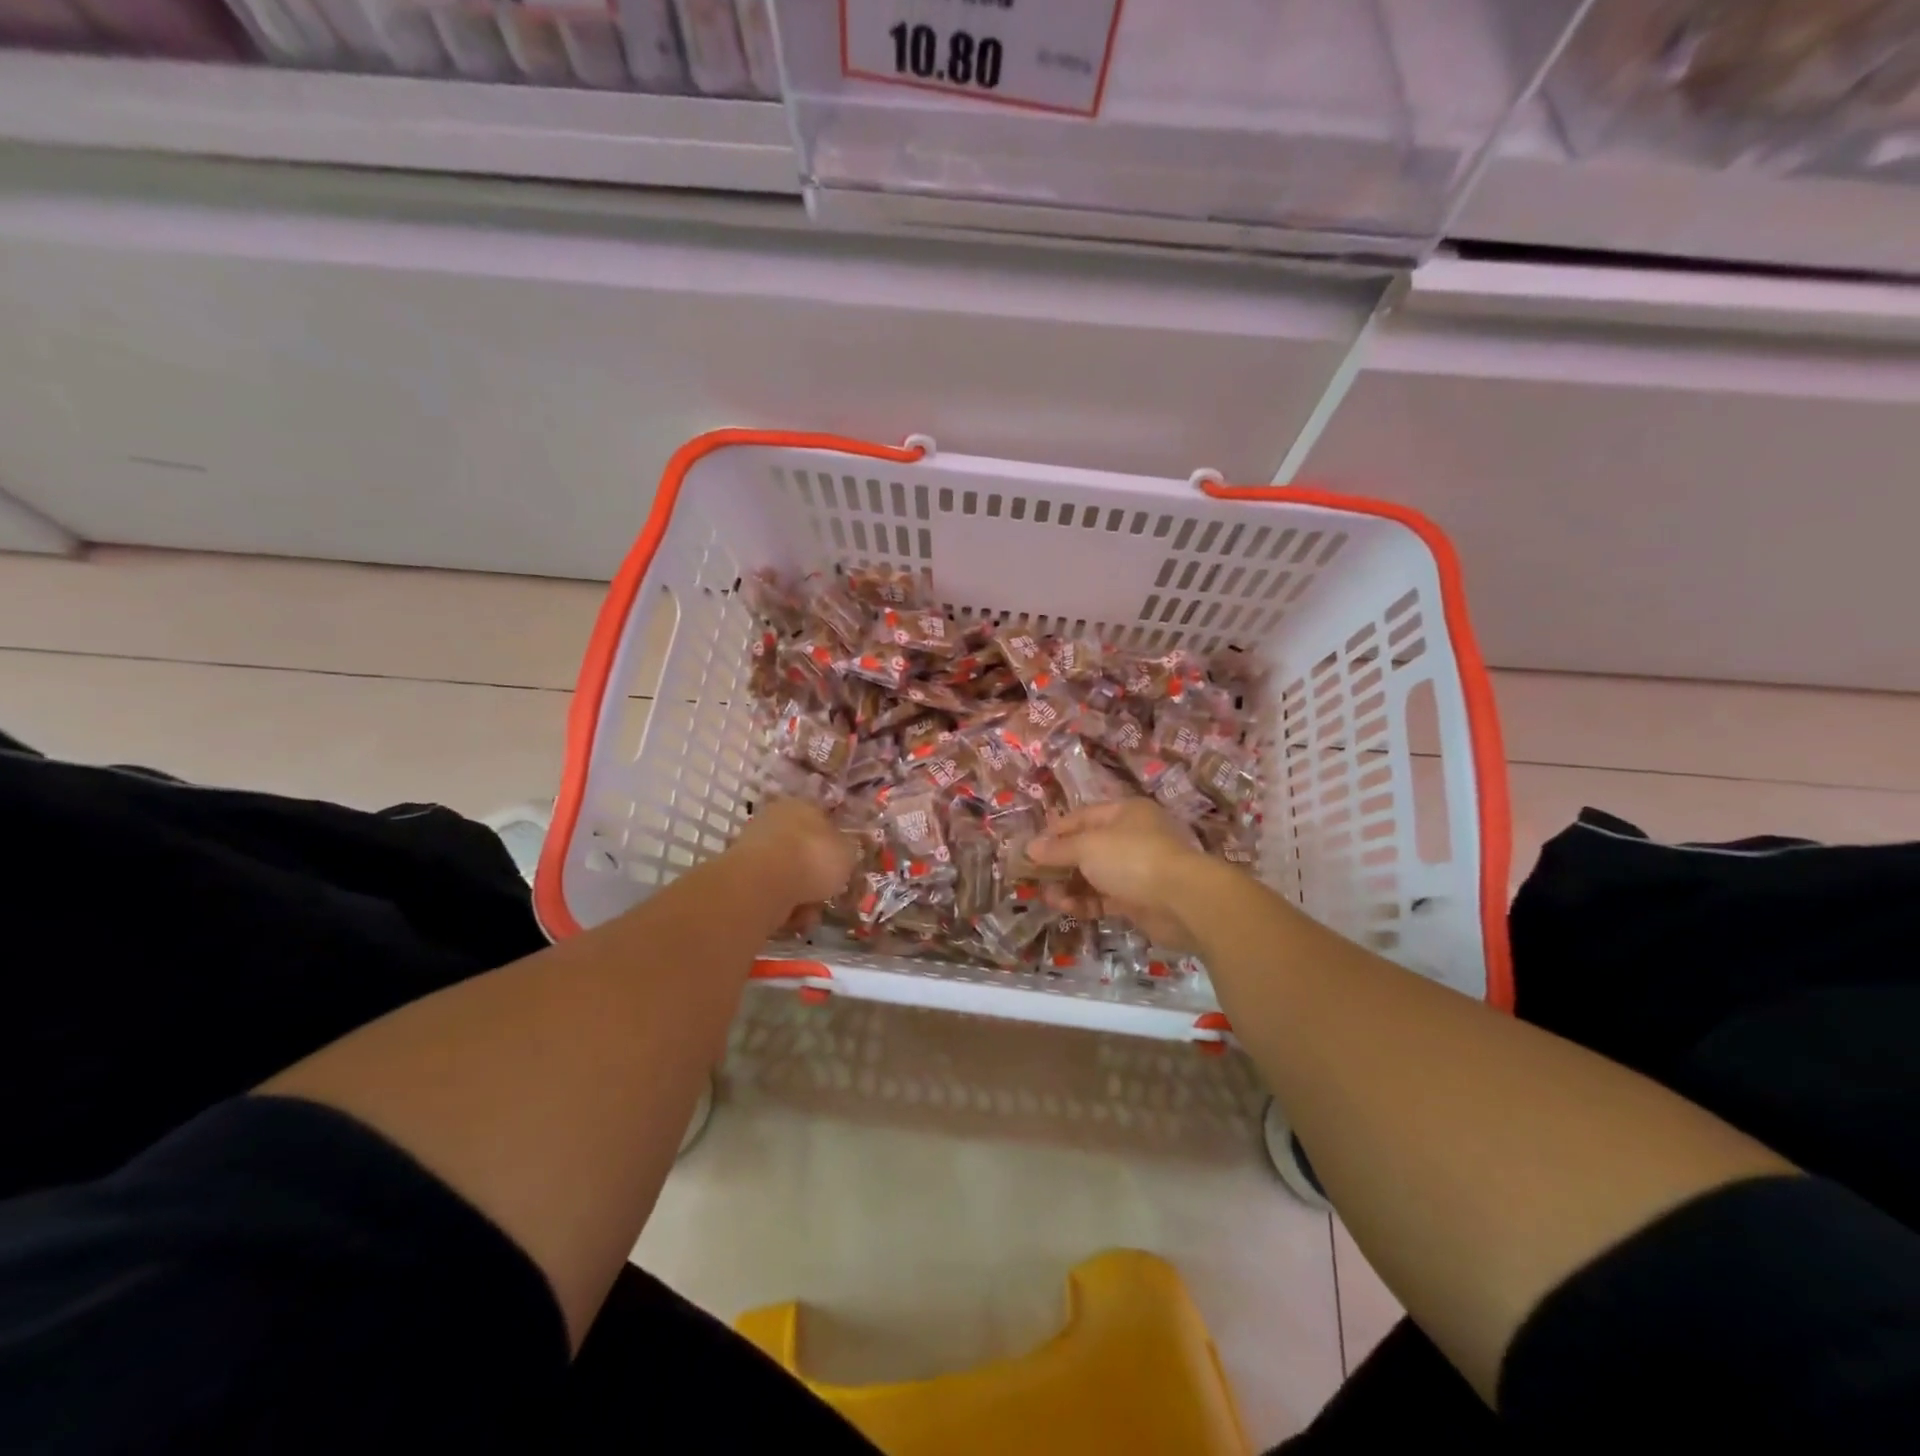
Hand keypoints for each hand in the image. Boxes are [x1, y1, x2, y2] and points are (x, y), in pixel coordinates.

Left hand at [730, 797, 857, 912]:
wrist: (764, 884)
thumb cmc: (813, 858)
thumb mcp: (848, 852)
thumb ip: (849, 850)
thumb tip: (846, 851)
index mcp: (802, 805)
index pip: (822, 820)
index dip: (835, 844)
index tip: (843, 866)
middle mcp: (775, 820)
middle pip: (802, 850)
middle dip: (815, 875)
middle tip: (828, 892)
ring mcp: (754, 847)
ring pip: (787, 875)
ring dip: (800, 894)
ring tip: (810, 911)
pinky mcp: (739, 876)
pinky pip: (771, 893)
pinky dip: (782, 906)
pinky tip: (791, 917)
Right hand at [1025, 800, 1212, 951]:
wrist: (1182, 900)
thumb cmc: (1132, 858)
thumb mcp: (1088, 846)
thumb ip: (1058, 848)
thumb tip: (1030, 848)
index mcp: (1125, 813)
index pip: (1082, 816)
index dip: (1056, 830)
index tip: (1031, 847)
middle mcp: (1132, 837)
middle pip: (1088, 847)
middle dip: (1060, 862)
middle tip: (1033, 876)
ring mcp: (1137, 870)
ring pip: (1095, 875)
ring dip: (1070, 885)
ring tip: (1047, 896)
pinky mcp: (1139, 900)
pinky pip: (1105, 898)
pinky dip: (1085, 902)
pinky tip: (1065, 908)